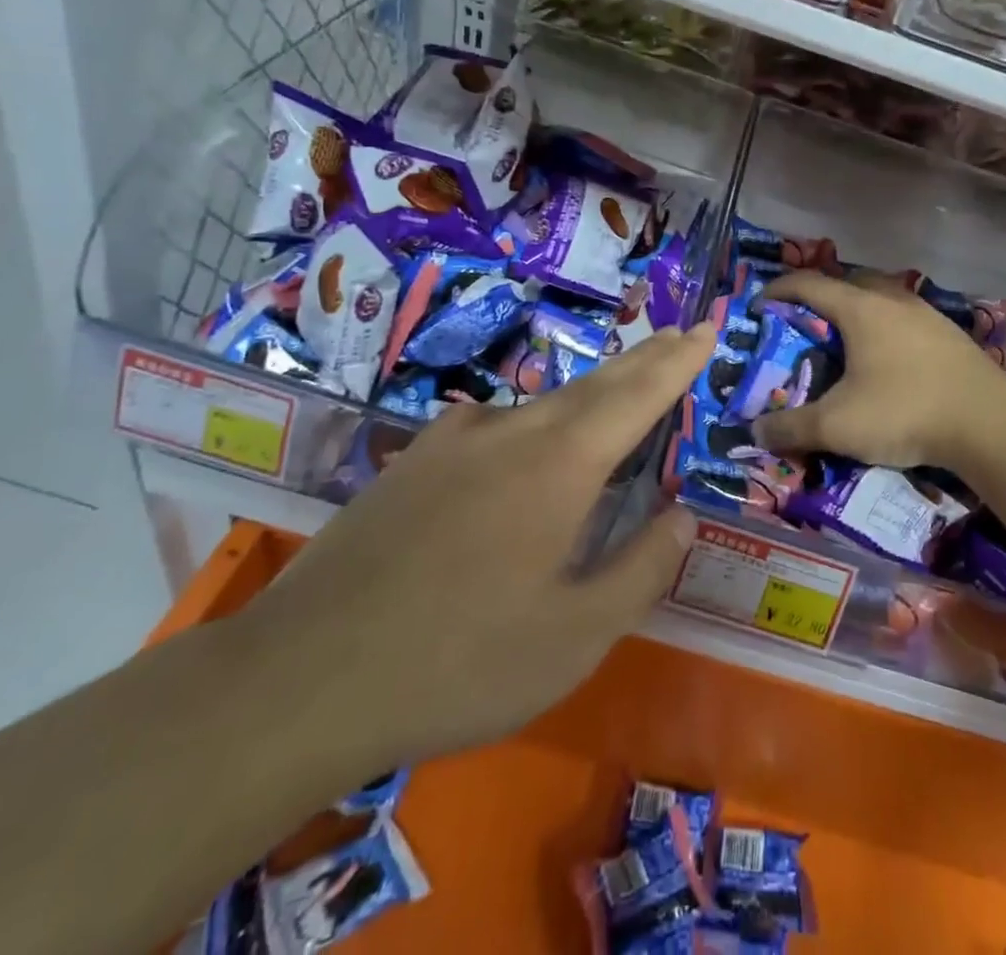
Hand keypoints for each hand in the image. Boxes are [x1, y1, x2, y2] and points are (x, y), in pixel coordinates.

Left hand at [243, 324, 714, 778]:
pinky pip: (490, 430)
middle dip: (642, 361)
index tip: (705, 329)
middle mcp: (510, 432)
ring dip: (588, 398)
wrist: (300, 678)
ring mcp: (453, 441)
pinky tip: (521, 452)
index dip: (677, 362)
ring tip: (615, 399)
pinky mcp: (410, 462)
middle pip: (593, 385)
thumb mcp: (574, 637)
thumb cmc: (458, 663)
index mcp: (560, 466)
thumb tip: (683, 517)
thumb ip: (640, 569)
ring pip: (540, 407)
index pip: (637, 396)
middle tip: (677, 338)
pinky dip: (530, 429)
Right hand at [752, 271, 1005, 474]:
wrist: (991, 424)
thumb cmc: (904, 411)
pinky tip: (888, 361)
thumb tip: (754, 432)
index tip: (759, 303)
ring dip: (858, 312)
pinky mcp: (950, 335)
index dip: (779, 289)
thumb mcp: (837, 426)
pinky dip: (886, 330)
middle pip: (848, 283)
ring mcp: (927, 315)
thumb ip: (791, 428)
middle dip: (821, 297)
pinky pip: (905, 320)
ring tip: (845, 342)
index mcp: (860, 308)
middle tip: (804, 323)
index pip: (809, 284)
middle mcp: (893, 300)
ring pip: (882, 299)